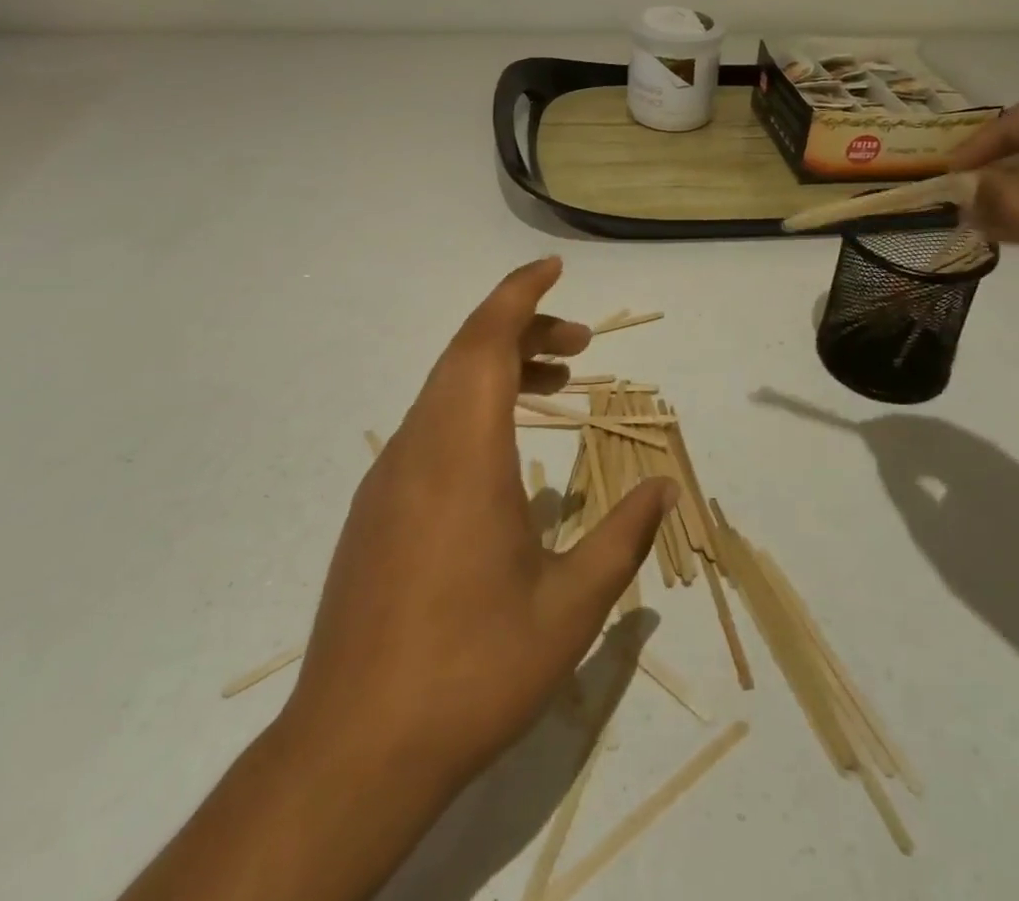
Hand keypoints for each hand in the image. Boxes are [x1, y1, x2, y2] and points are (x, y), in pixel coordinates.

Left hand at [283, 257, 676, 800]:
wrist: (353, 751)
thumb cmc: (472, 670)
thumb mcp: (569, 609)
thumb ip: (622, 538)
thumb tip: (664, 488)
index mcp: (463, 453)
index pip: (486, 340)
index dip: (520, 294)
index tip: (554, 268)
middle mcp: (419, 447)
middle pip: (467, 354)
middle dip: (524, 330)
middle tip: (580, 344)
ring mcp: (390, 477)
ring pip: (445, 390)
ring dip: (499, 370)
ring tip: (556, 386)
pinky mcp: (376, 509)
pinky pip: (429, 427)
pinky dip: (473, 408)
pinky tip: (505, 452)